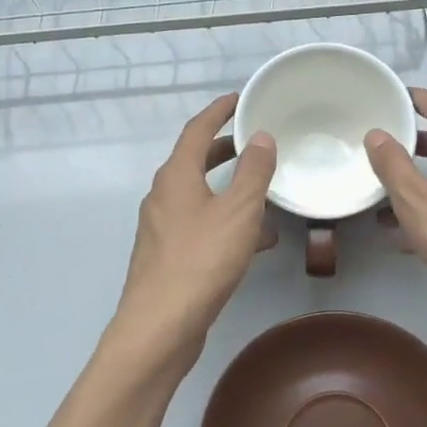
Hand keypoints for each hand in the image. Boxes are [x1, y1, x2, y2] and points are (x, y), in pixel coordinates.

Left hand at [109, 94, 277, 369]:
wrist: (160, 326)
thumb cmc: (201, 260)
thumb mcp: (238, 211)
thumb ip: (253, 172)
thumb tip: (261, 137)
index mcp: (175, 176)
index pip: (197, 130)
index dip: (219, 111)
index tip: (239, 99)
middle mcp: (163, 196)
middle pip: (196, 162)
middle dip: (226, 150)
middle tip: (256, 143)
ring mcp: (163, 228)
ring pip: (201, 197)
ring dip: (230, 191)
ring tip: (266, 193)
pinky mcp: (169, 257)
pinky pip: (202, 226)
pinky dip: (228, 223)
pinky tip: (258, 241)